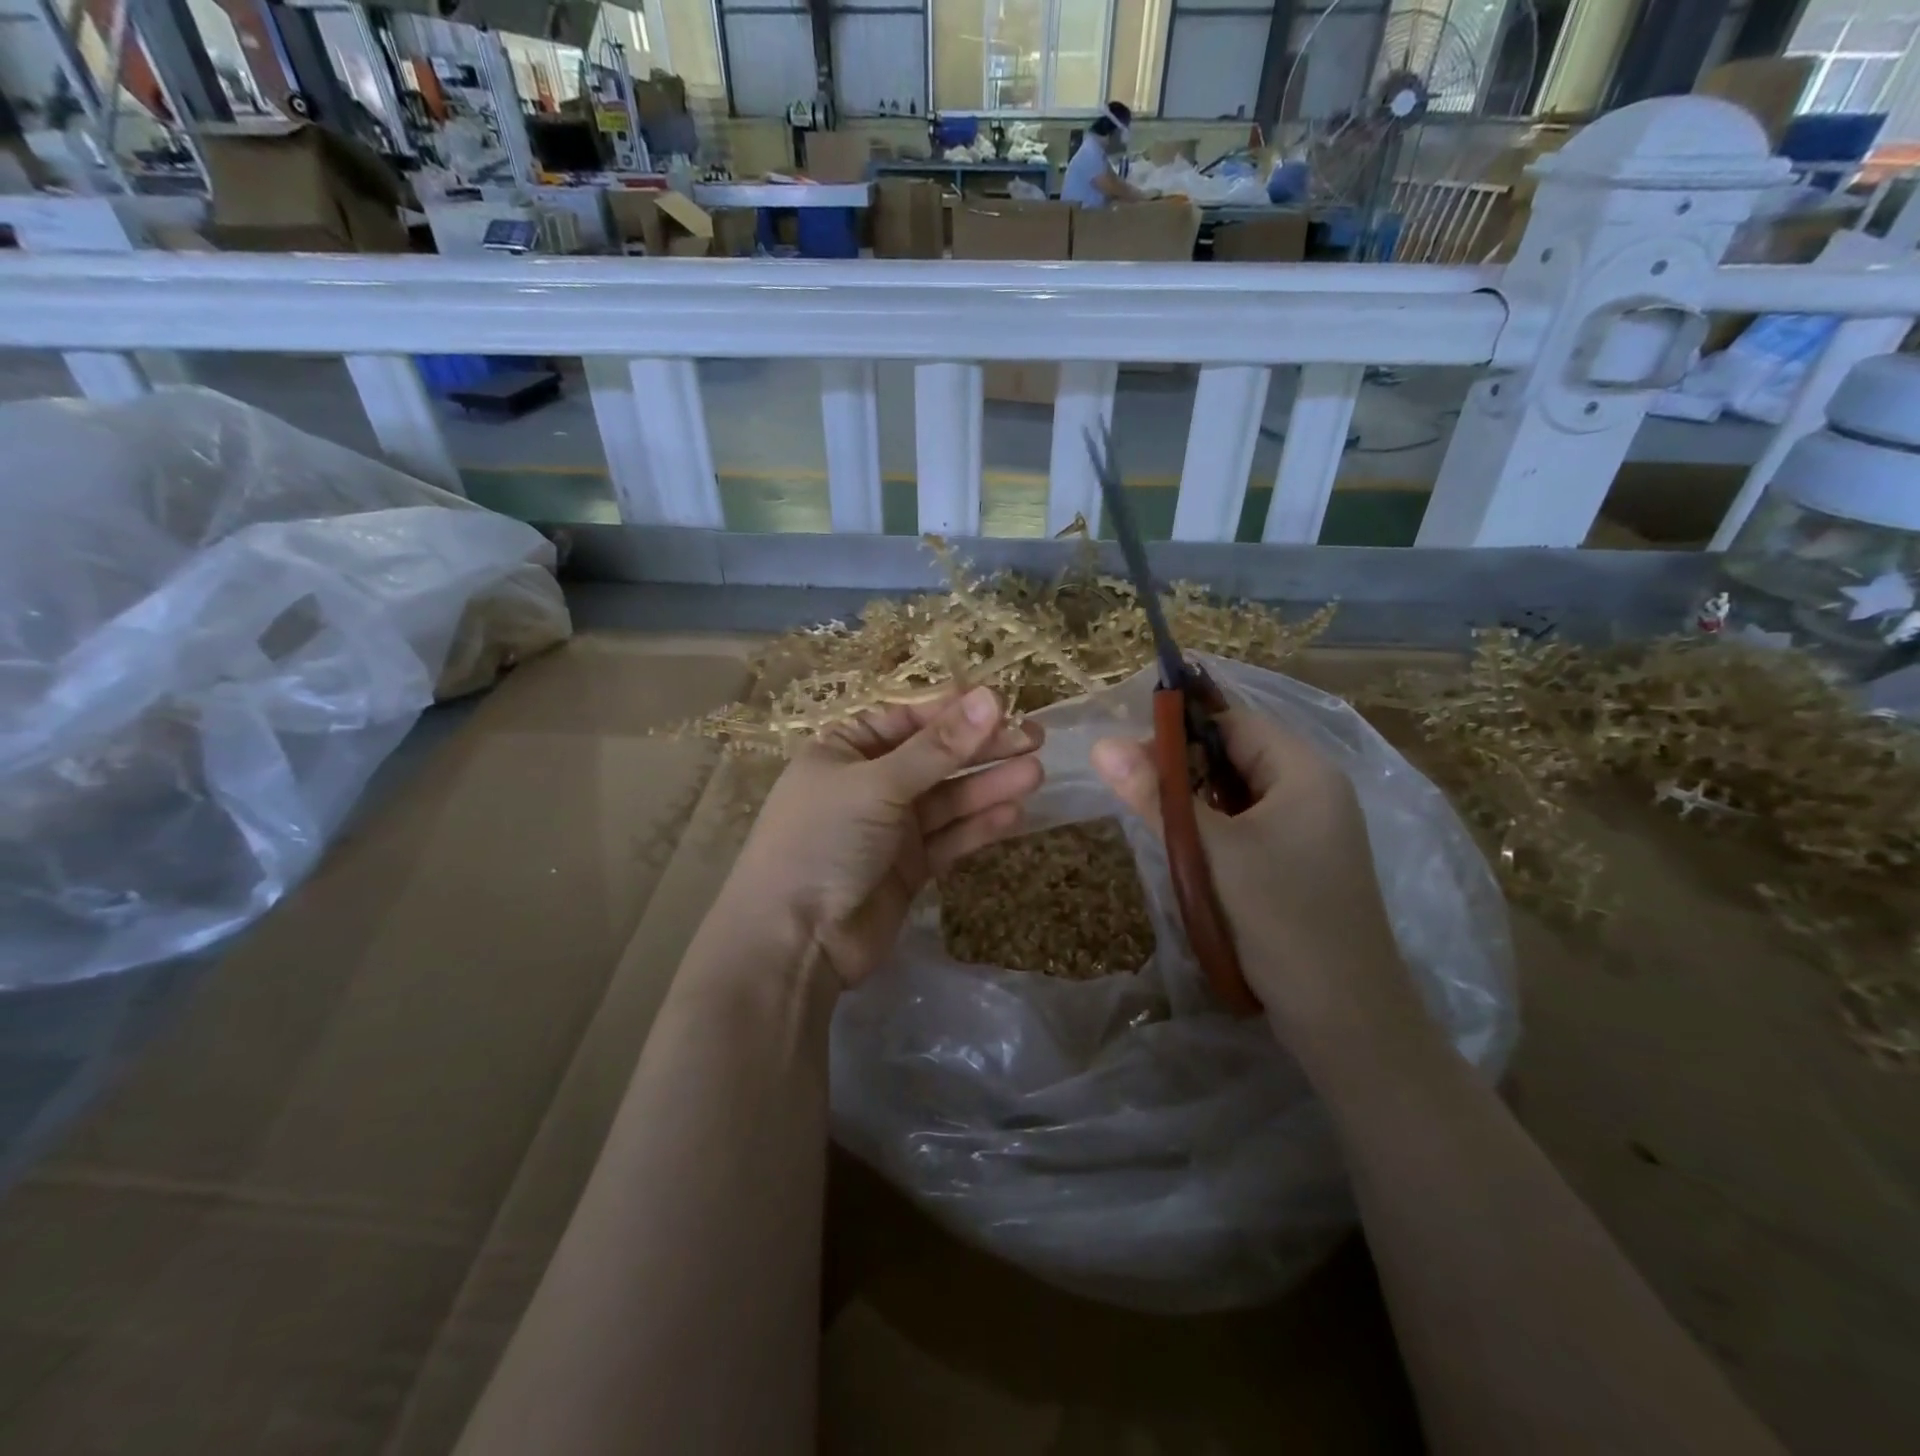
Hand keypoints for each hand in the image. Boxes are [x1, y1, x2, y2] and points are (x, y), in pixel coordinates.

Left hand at [722, 686, 1043, 987]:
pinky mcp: (909, 866)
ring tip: (1034, 774)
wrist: (794, 941)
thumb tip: (991, 698)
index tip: (1006, 706)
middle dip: (982, 748)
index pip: (909, 718)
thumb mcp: (878, 784)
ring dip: (988, 786)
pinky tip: (1013, 814)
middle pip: (935, 757)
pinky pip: (949, 837)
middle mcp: (870, 782)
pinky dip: (978, 826)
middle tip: (1035, 739)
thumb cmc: (823, 841)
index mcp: (846, 748)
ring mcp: (890, 826)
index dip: (956, 711)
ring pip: (948, 798)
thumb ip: (938, 747)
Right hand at [1092, 707, 1422, 1052]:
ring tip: (1153, 819)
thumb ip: (1156, 795)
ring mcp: (1311, 829)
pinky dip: (1213, 829)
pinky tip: (1186, 850)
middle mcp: (1313, 790)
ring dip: (1195, 802)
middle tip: (1133, 790)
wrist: (1345, 1018)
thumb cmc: (1280, 919)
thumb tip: (1101, 745)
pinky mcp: (1300, 862)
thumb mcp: (1209, 851)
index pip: (1233, 722)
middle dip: (1182, 768)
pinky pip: (1248, 825)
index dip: (1178, 729)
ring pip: (1238, 794)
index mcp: (1305, 771)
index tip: (1128, 756)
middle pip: (1236, 755)